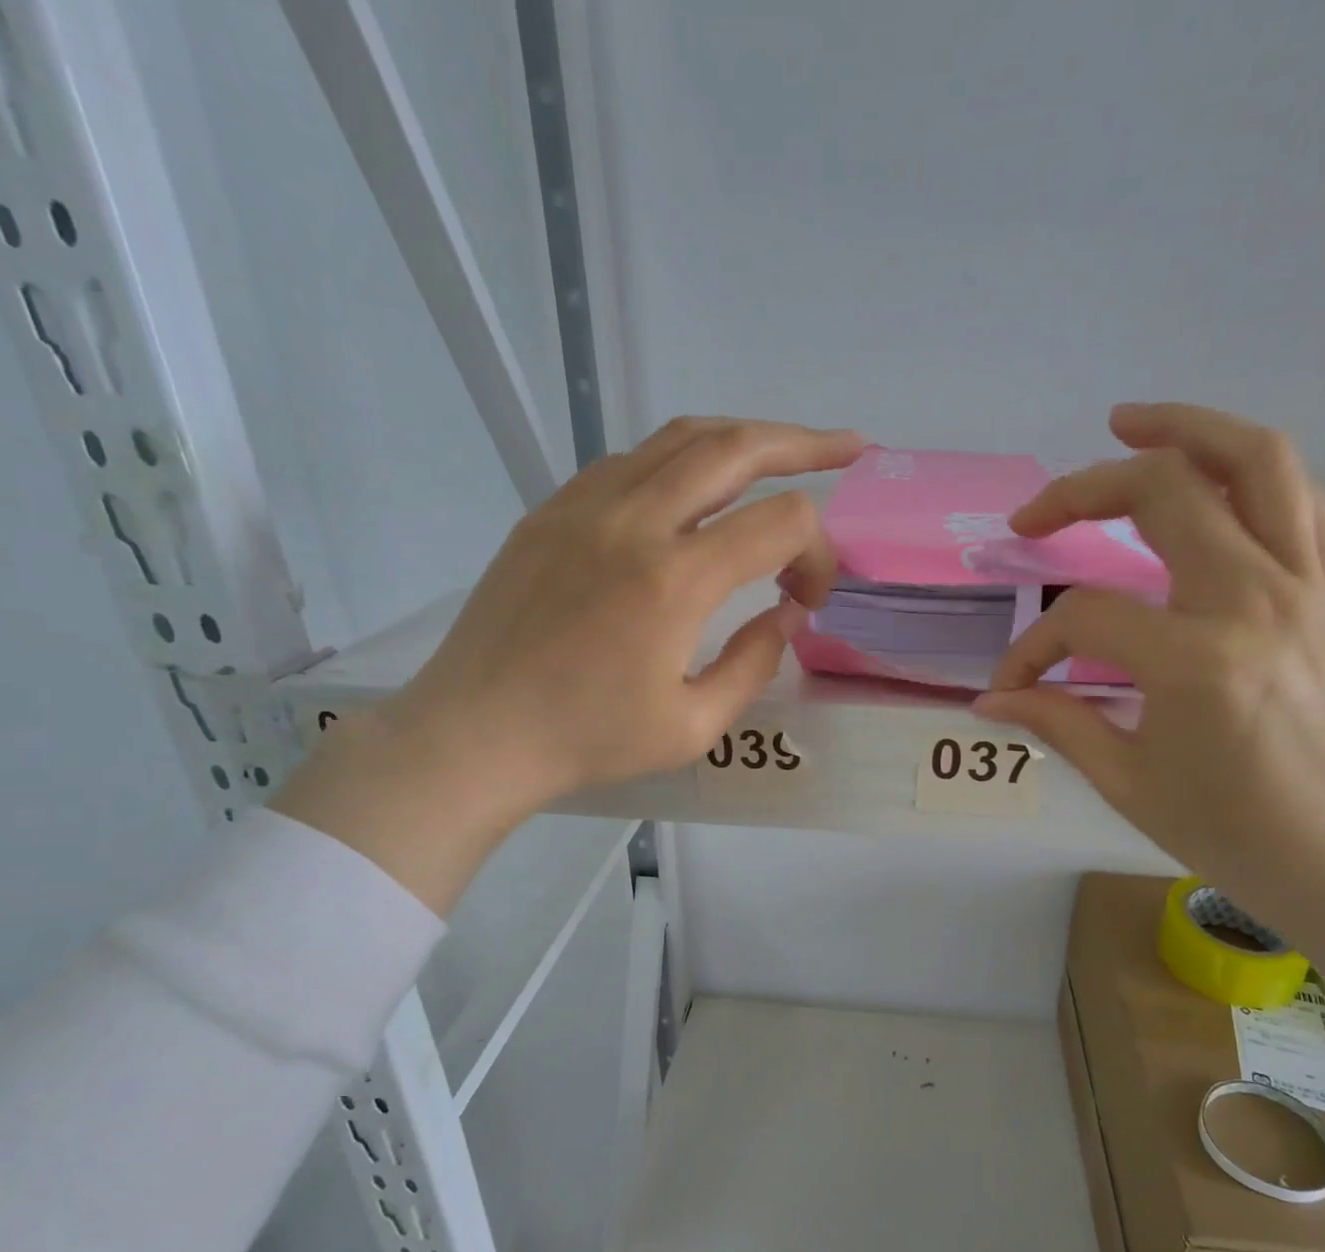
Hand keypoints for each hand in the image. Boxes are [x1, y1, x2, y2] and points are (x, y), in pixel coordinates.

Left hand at [275, 416, 863, 911]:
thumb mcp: (693, 726)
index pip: (782, 523)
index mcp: (675, 580)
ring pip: (681, 438)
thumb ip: (754, 663)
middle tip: (847, 446)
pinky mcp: (551, 510)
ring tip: (780, 451)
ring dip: (742, 439)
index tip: (809, 598)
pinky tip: (695, 488)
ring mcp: (585, 506)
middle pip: (737, 448)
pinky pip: (630, 461)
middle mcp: (634, 521)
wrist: (476, 732)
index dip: (818, 553)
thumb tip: (784, 613)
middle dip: (804, 443)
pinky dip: (679, 461)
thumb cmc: (587, 740)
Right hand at [975, 403, 1324, 939]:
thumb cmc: (1235, 834)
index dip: (1032, 647)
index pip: (1083, 617)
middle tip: (1035, 514)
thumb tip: (991, 698)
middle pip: (1162, 493)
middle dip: (1081, 492)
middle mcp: (1255, 601)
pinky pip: (1299, 498)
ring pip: (1255, 460)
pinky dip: (1249, 468)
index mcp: (1195, 661)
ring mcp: (1309, 586)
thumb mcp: (1129, 782)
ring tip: (1129, 423)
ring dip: (1185, 428)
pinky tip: (1208, 473)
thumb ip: (1057, 720)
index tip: (1013, 683)